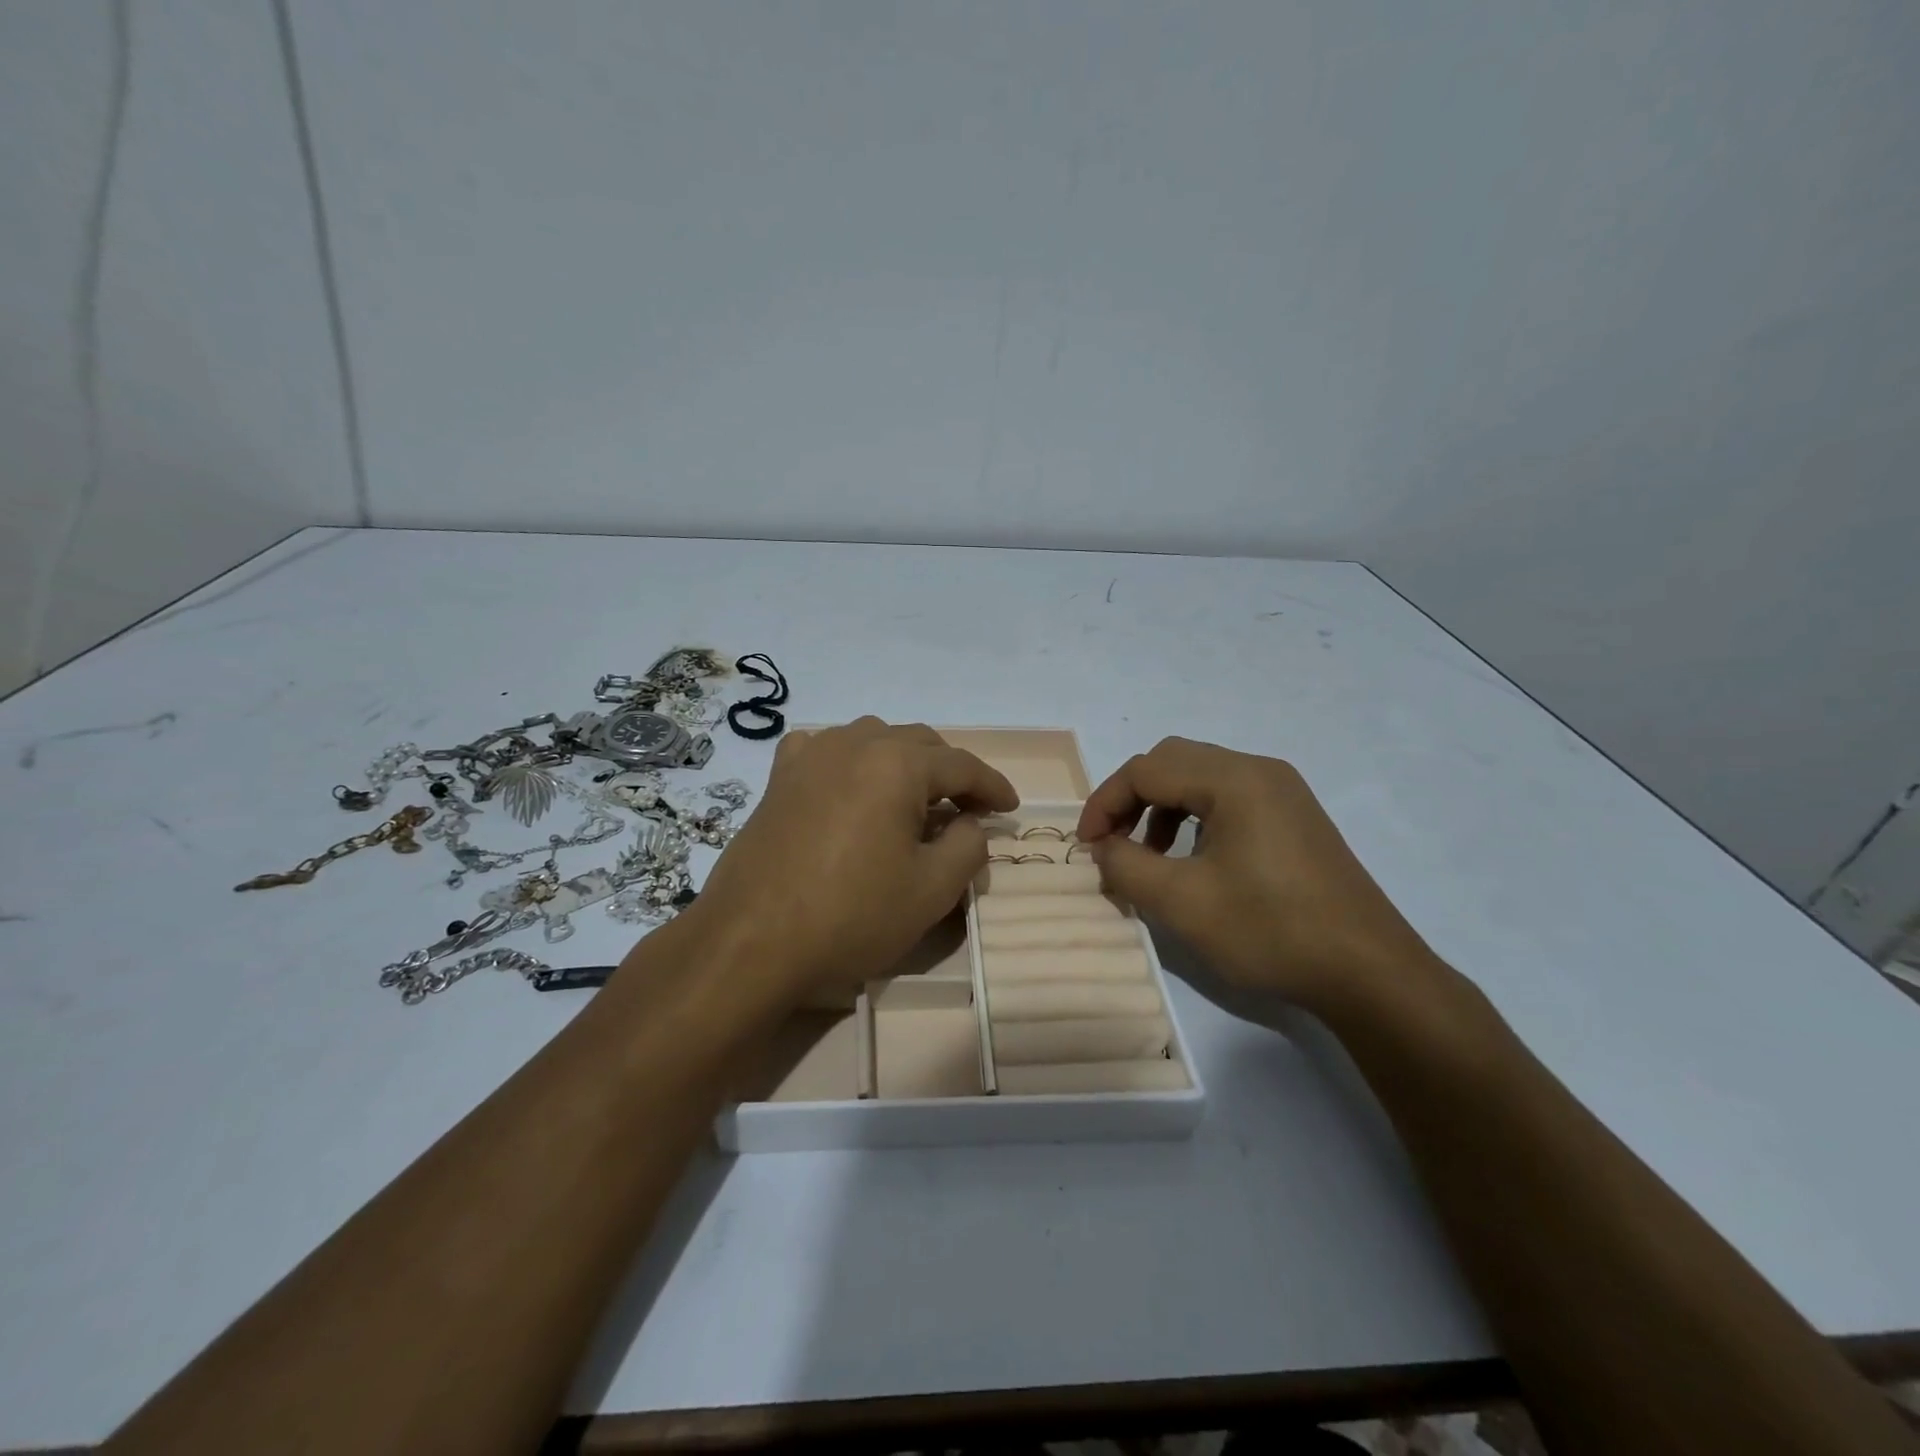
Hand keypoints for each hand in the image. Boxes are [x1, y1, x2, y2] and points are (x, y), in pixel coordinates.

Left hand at [692, 718, 1018, 1006]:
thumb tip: (968, 823)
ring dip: (903, 762)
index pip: (962, 765)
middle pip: (920, 744)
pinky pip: (824, 750)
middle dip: (951, 773)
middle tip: (968, 809)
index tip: (1011, 808)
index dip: (993, 786)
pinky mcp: (779, 779)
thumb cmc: (851, 915)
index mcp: (898, 764)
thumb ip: (967, 846)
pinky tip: (848, 783)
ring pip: (873, 740)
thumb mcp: (931, 890)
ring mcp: (811, 757)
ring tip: (914, 798)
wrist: (752, 941)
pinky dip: (849, 761)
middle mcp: (855, 744)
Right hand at [1076, 737, 1445, 1019]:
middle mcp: (1259, 771)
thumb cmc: (1270, 930)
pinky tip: (1194, 862)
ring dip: (1162, 809)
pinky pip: (1229, 798)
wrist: (1369, 973)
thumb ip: (1126, 865)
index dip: (1105, 803)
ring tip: (1150, 857)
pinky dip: (1195, 819)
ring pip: (1200, 778)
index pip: (1146, 769)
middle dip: (1131, 799)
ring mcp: (1283, 792)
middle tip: (1113, 844)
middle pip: (1173, 762)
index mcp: (1233, 779)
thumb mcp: (1182, 902)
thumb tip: (1102, 847)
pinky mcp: (1295, 818)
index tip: (1086, 847)